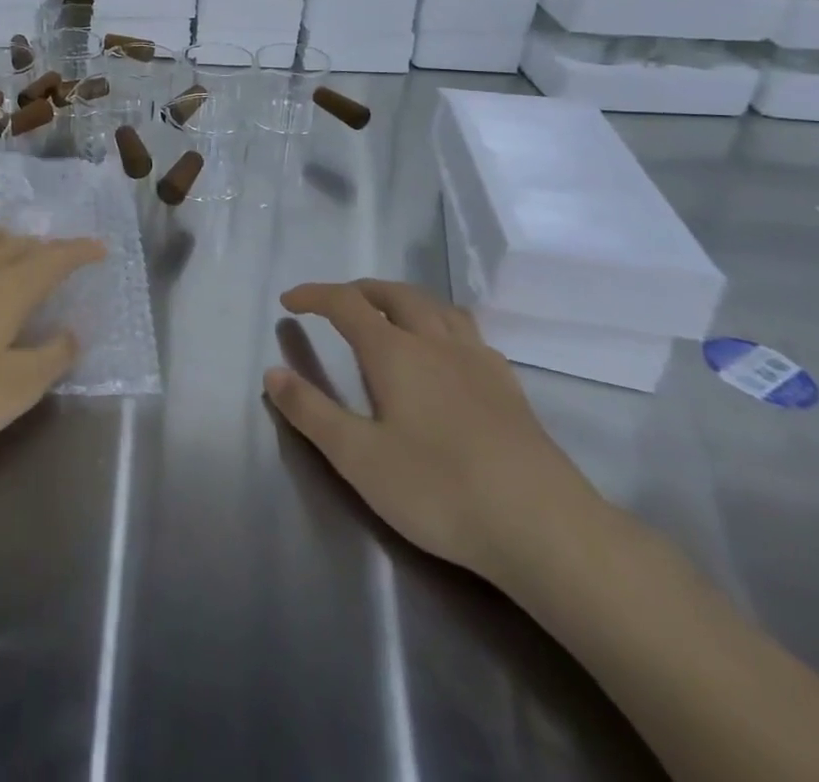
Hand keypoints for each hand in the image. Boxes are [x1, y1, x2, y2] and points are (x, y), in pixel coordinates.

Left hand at [0, 227, 103, 474]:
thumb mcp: (14, 389)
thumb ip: (50, 358)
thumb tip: (71, 333)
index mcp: (9, 286)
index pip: (55, 258)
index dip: (79, 251)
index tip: (99, 248)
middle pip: (16, 244)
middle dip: (43, 247)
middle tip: (56, 256)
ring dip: (1, 239)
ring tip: (8, 245)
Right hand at [265, 280, 605, 586]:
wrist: (545, 528)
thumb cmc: (440, 490)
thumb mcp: (358, 458)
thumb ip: (311, 412)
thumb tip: (272, 372)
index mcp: (395, 352)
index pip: (346, 304)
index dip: (314, 295)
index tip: (289, 301)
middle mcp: (435, 342)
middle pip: (394, 294)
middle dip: (359, 290)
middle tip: (336, 304)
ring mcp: (478, 361)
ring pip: (436, 306)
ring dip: (403, 299)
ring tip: (389, 315)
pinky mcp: (509, 387)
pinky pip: (469, 332)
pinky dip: (442, 324)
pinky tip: (446, 353)